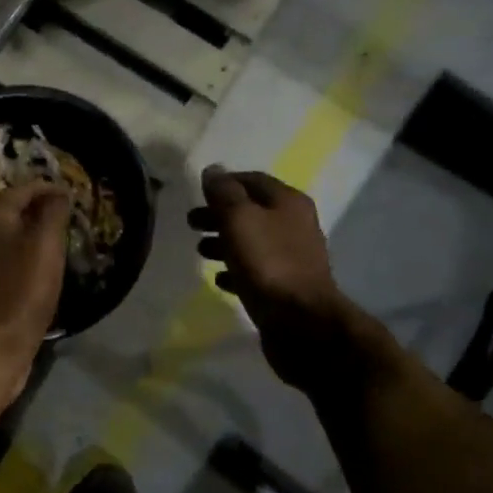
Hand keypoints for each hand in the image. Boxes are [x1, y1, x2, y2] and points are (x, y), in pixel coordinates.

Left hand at [0, 179, 69, 404]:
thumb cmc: (24, 289)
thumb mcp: (47, 245)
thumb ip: (53, 212)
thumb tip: (59, 192)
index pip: (24, 189)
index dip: (51, 189)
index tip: (74, 197)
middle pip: (14, 210)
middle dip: (41, 209)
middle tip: (69, 217)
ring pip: (10, 234)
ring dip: (33, 232)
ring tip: (59, 240)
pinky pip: (7, 256)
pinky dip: (25, 253)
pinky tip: (40, 267)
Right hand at [190, 166, 356, 390]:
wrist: (300, 322)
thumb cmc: (268, 263)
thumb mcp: (240, 219)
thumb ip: (224, 193)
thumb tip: (213, 170)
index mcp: (288, 202)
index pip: (253, 180)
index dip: (225, 182)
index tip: (198, 192)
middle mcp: (295, 225)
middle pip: (251, 211)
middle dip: (219, 214)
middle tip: (191, 223)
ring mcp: (292, 258)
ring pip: (253, 241)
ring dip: (225, 242)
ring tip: (200, 251)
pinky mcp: (286, 287)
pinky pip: (257, 271)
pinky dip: (236, 270)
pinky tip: (219, 279)